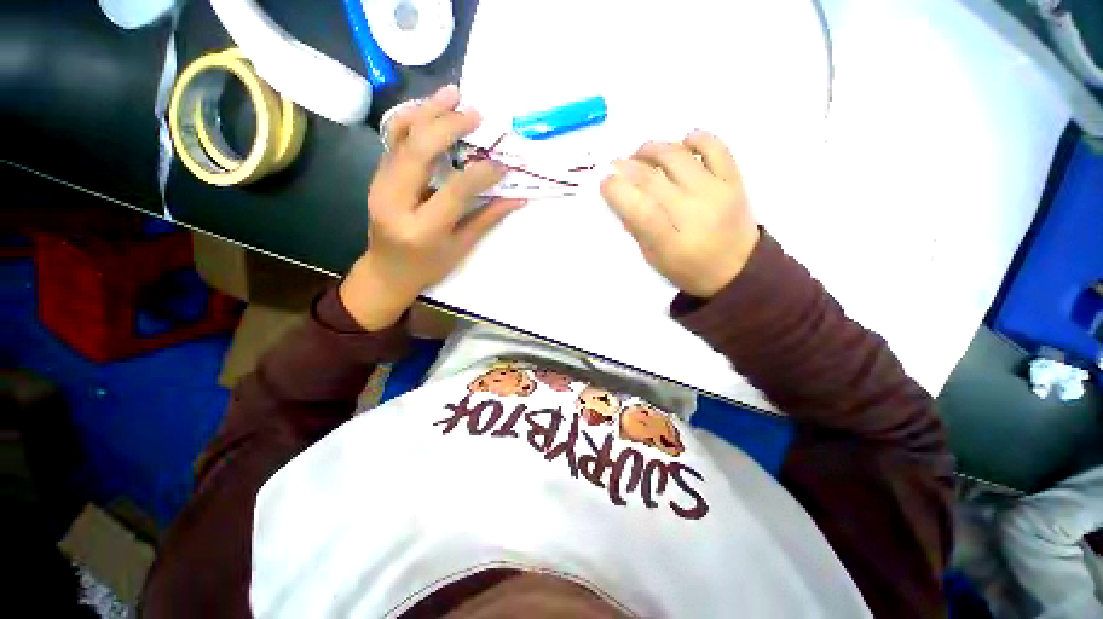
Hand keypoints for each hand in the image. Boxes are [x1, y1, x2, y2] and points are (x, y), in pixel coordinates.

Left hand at [340, 85, 524, 329]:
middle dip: (448, 126)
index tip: (501, 164)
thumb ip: (487, 219)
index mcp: (422, 229)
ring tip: (452, 95)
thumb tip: (518, 199)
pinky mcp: (378, 176)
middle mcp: (395, 202)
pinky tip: (432, 111)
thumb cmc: (428, 267)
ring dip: (427, 111)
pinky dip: (414, 121)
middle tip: (476, 115)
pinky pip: (395, 141)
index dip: (481, 174)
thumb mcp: (461, 248)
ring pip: (401, 137)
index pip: (454, 190)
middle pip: (418, 150)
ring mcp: (380, 185)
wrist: (386, 272)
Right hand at [600, 131, 759, 297]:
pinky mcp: (734, 181)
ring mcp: (716, 192)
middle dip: (627, 166)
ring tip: (642, 153)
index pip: (639, 209)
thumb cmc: (689, 269)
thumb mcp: (655, 259)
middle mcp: (693, 212)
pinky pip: (716, 148)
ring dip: (654, 149)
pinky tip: (683, 142)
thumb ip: (638, 230)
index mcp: (671, 241)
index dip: (617, 190)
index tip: (605, 181)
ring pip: (679, 157)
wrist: (738, 270)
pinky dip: (697, 138)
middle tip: (616, 164)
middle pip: (653, 179)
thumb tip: (622, 199)